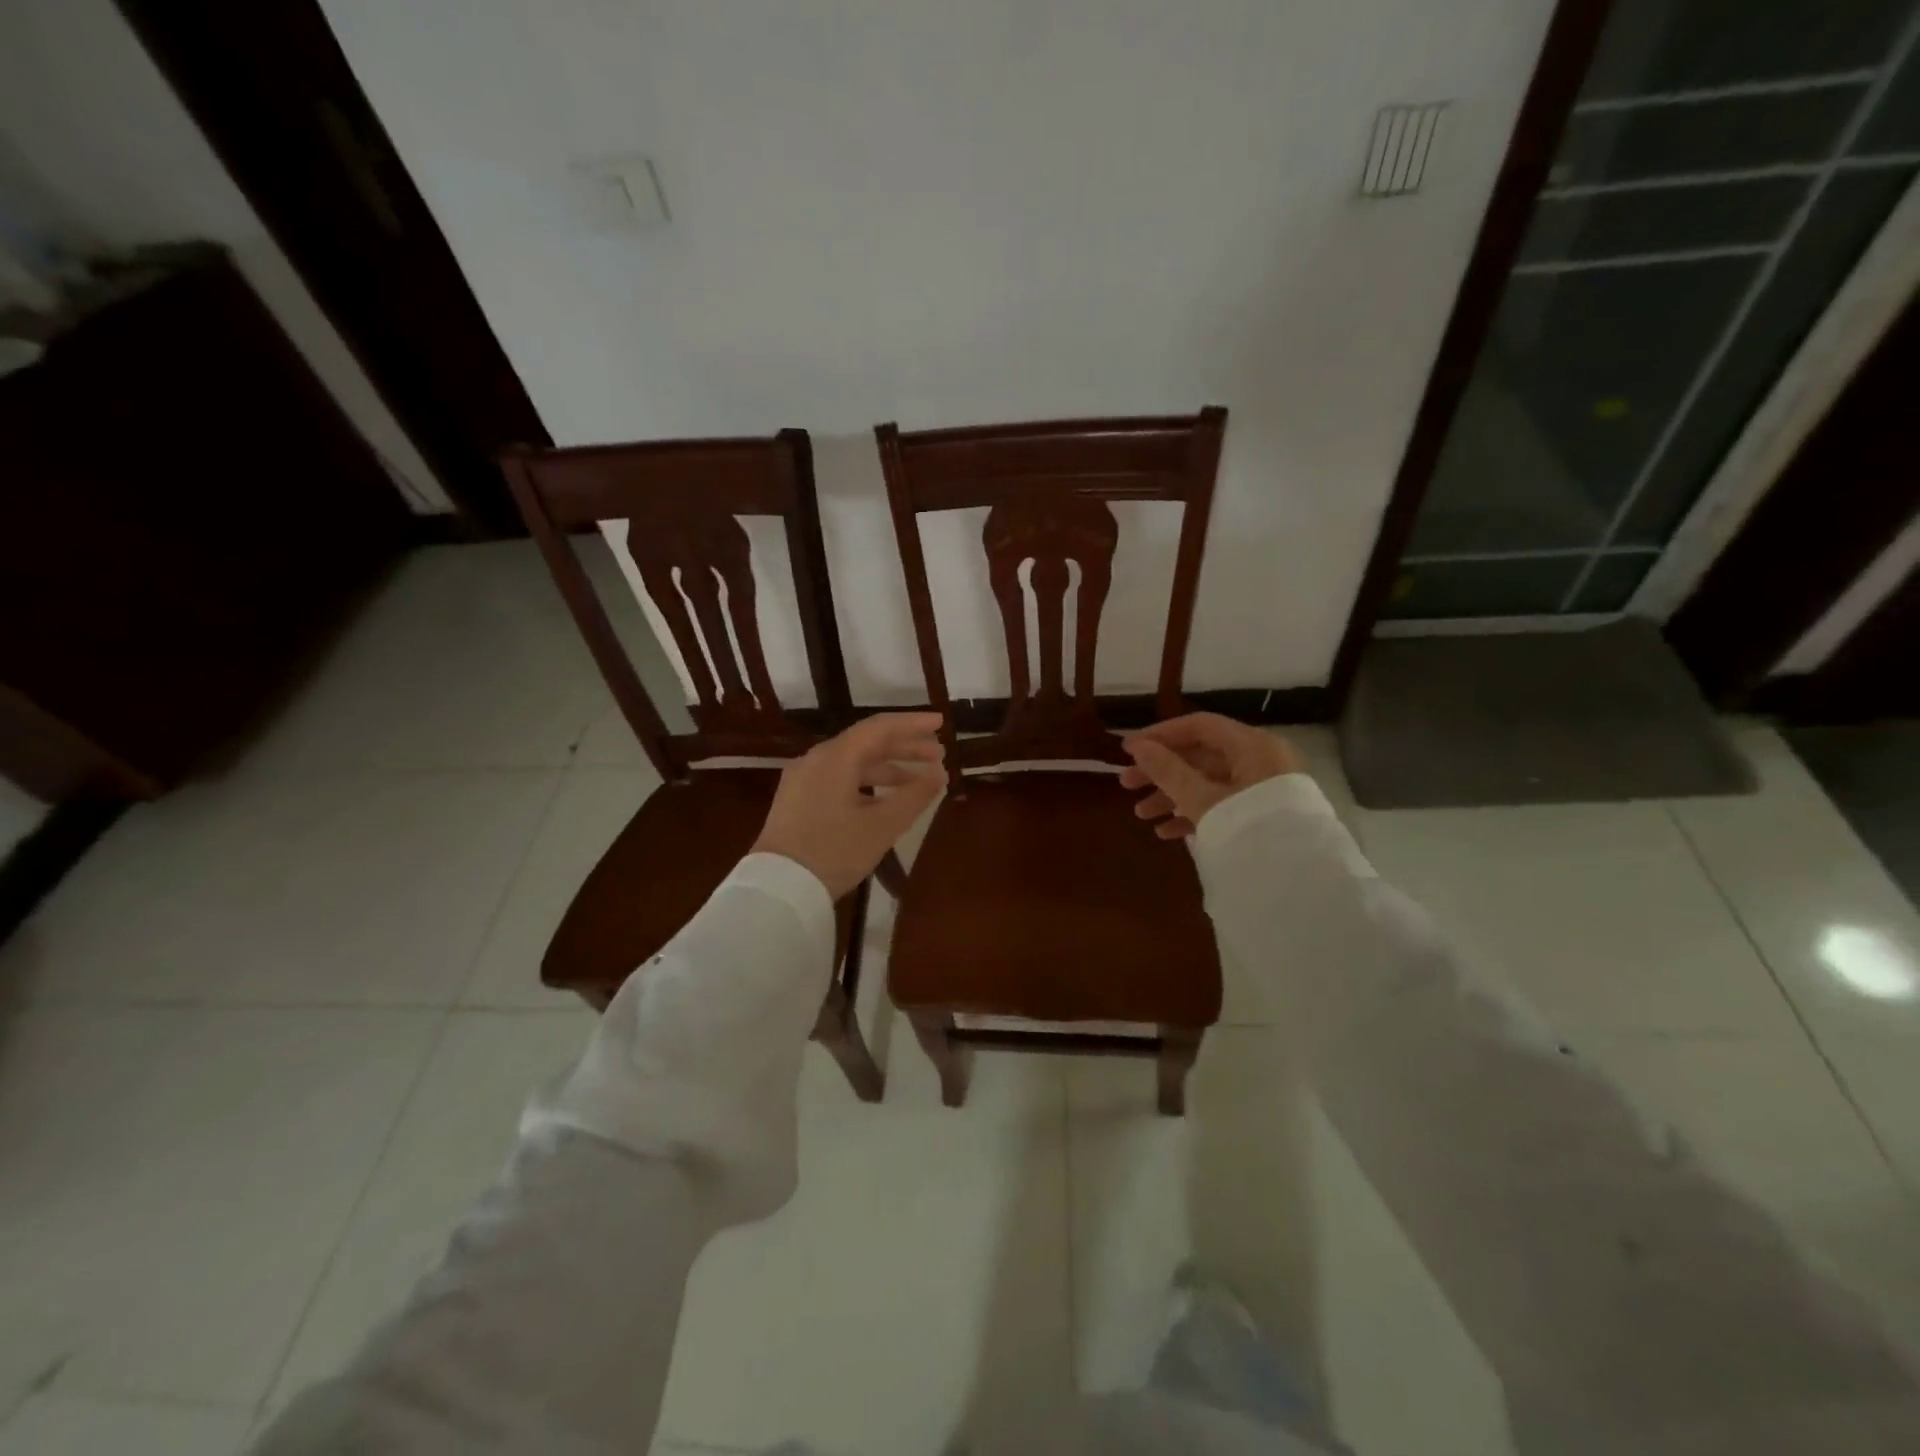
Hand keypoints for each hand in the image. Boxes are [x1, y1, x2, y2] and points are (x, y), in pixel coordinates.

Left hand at [751, 713, 945, 897]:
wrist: (778, 887)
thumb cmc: (834, 851)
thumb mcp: (882, 826)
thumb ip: (915, 795)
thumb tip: (939, 773)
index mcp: (836, 757)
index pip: (880, 728)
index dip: (913, 724)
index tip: (940, 723)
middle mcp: (817, 759)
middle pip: (866, 743)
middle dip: (904, 748)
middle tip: (938, 754)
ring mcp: (804, 779)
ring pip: (852, 763)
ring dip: (887, 768)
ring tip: (918, 781)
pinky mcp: (798, 800)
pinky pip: (839, 779)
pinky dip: (866, 783)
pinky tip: (884, 799)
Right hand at [1120, 712, 1302, 838]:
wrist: (1299, 882)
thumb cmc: (1248, 829)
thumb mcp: (1202, 799)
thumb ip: (1167, 771)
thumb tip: (1137, 746)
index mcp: (1252, 746)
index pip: (1199, 726)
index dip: (1161, 735)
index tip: (1129, 750)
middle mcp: (1261, 760)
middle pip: (1201, 756)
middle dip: (1161, 772)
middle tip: (1126, 785)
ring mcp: (1263, 789)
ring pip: (1208, 783)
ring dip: (1172, 796)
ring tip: (1141, 815)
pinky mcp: (1263, 815)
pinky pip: (1222, 805)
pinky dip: (1194, 813)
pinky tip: (1167, 832)